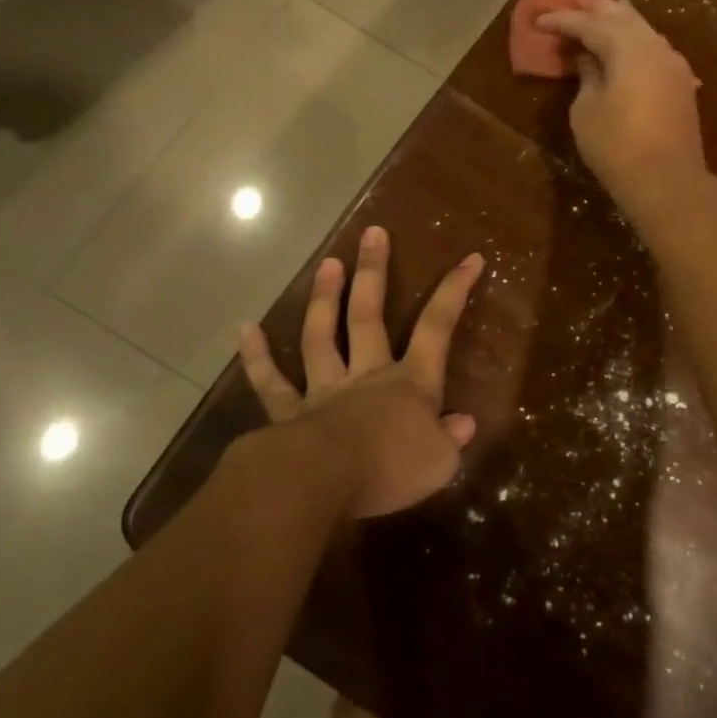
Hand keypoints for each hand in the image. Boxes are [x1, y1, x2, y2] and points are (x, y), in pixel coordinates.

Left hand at [239, 225, 484, 519]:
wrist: (323, 484)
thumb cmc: (389, 470)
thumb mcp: (439, 462)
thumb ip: (450, 439)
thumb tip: (463, 423)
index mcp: (410, 384)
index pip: (437, 328)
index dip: (455, 291)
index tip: (470, 258)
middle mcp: (367, 376)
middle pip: (368, 315)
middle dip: (373, 272)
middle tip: (372, 233)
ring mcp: (325, 390)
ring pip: (322, 337)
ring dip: (324, 299)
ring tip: (327, 263)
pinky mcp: (290, 414)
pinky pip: (271, 383)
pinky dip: (257, 357)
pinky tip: (246, 329)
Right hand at [537, 0, 709, 233]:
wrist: (667, 182)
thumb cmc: (616, 147)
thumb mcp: (586, 111)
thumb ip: (587, 76)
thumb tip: (589, 58)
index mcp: (627, 48)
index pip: (589, 23)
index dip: (562, 20)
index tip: (539, 20)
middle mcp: (655, 46)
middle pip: (622, 16)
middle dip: (595, 9)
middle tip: (573, 2)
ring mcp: (674, 64)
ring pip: (643, 30)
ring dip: (618, 22)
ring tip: (599, 16)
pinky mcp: (682, 84)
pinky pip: (654, 49)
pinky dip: (635, 42)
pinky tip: (626, 47)